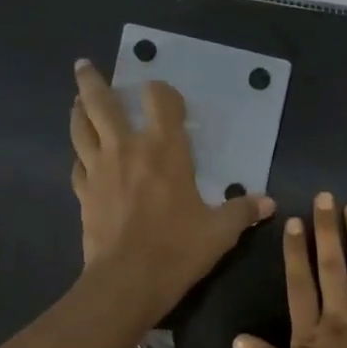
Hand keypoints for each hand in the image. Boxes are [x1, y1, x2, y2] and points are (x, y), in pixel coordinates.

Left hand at [71, 59, 274, 319]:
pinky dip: (79, 157)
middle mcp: (127, 150)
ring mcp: (99, 171)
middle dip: (93, 82)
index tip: (164, 96)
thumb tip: (269, 203)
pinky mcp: (84, 195)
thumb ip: (243, 212)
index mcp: (165, 151)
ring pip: (80, 129)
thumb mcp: (220, 232)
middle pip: (102, 103)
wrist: (128, 281)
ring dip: (78, 111)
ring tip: (78, 102)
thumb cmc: (178, 250)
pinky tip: (82, 159)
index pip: (160, 101)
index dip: (162, 93)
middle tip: (85, 66)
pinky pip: (77, 166)